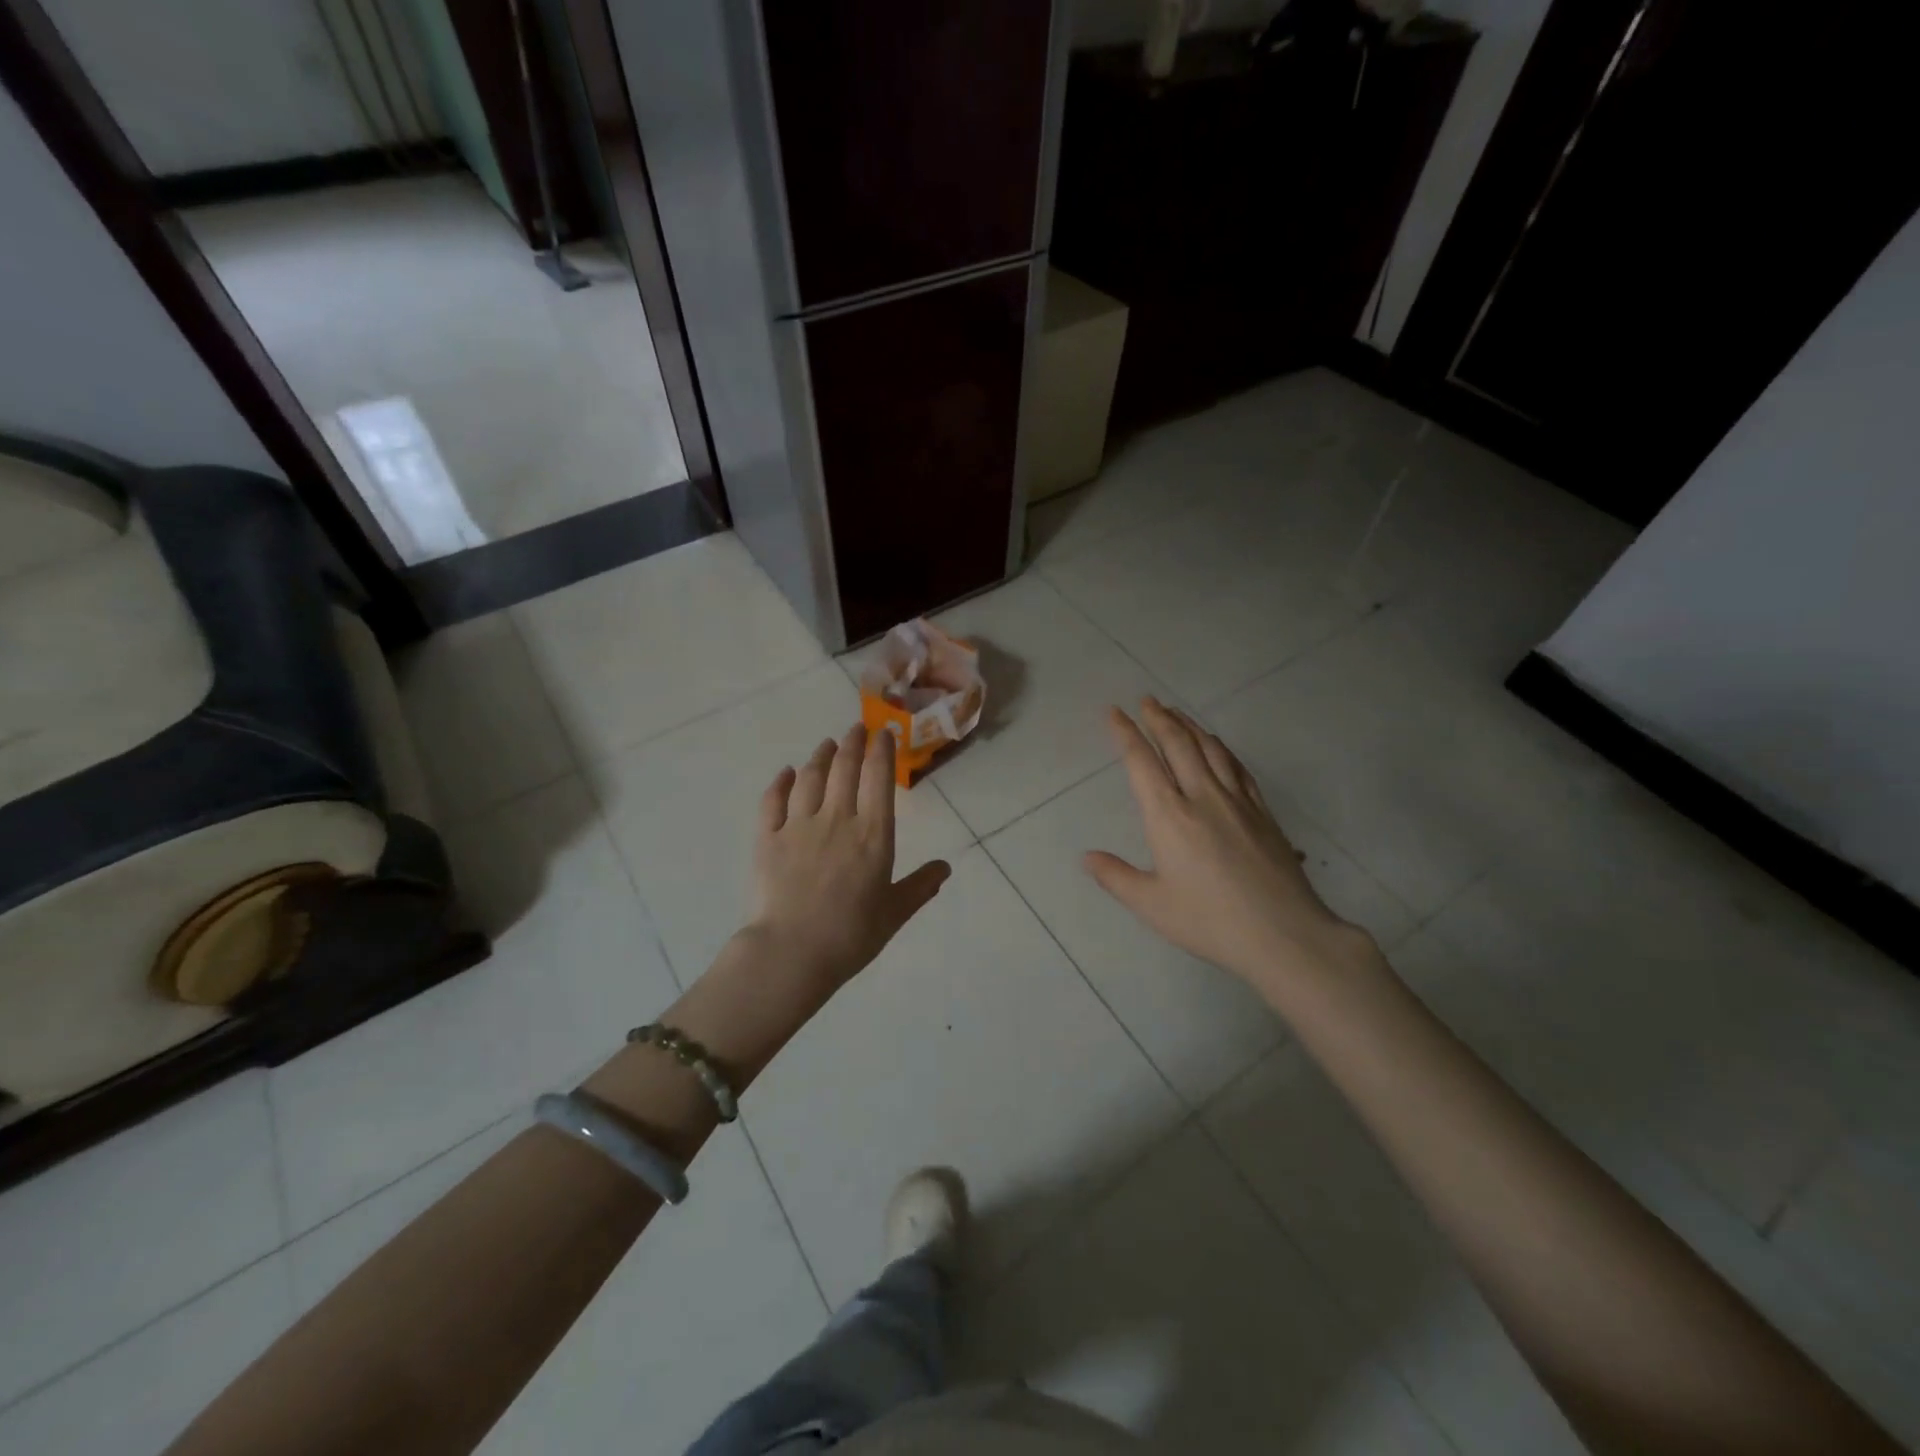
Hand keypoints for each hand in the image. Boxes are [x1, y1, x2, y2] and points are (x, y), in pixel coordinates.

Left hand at [748, 724, 951, 991]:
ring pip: (810, 778)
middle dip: (853, 743)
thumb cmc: (850, 936)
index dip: (882, 750)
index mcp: (872, 834)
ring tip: (827, 745)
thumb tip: (945, 868)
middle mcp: (837, 819)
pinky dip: (780, 782)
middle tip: (857, 727)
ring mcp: (798, 826)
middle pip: (844, 769)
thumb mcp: (894, 914)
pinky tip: (786, 773)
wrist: (791, 953)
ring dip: (820, 756)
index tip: (884, 732)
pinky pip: (773, 800)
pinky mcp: (767, 838)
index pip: (878, 778)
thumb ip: (920, 887)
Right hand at [1085, 699, 1373, 999]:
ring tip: (1176, 712)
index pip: (1142, 762)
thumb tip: (1086, 857)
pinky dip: (1221, 748)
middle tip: (1146, 700)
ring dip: (1190, 725)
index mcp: (1169, 816)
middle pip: (1178, 744)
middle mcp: (1202, 797)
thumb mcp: (1152, 905)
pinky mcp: (1262, 812)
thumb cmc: (1210, 921)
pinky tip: (1218, 745)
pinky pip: (1238, 767)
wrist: (1284, 934)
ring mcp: (1237, 801)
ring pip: (1210, 749)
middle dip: (1159, 718)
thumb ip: (1116, 877)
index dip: (1126, 733)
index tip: (1114, 712)